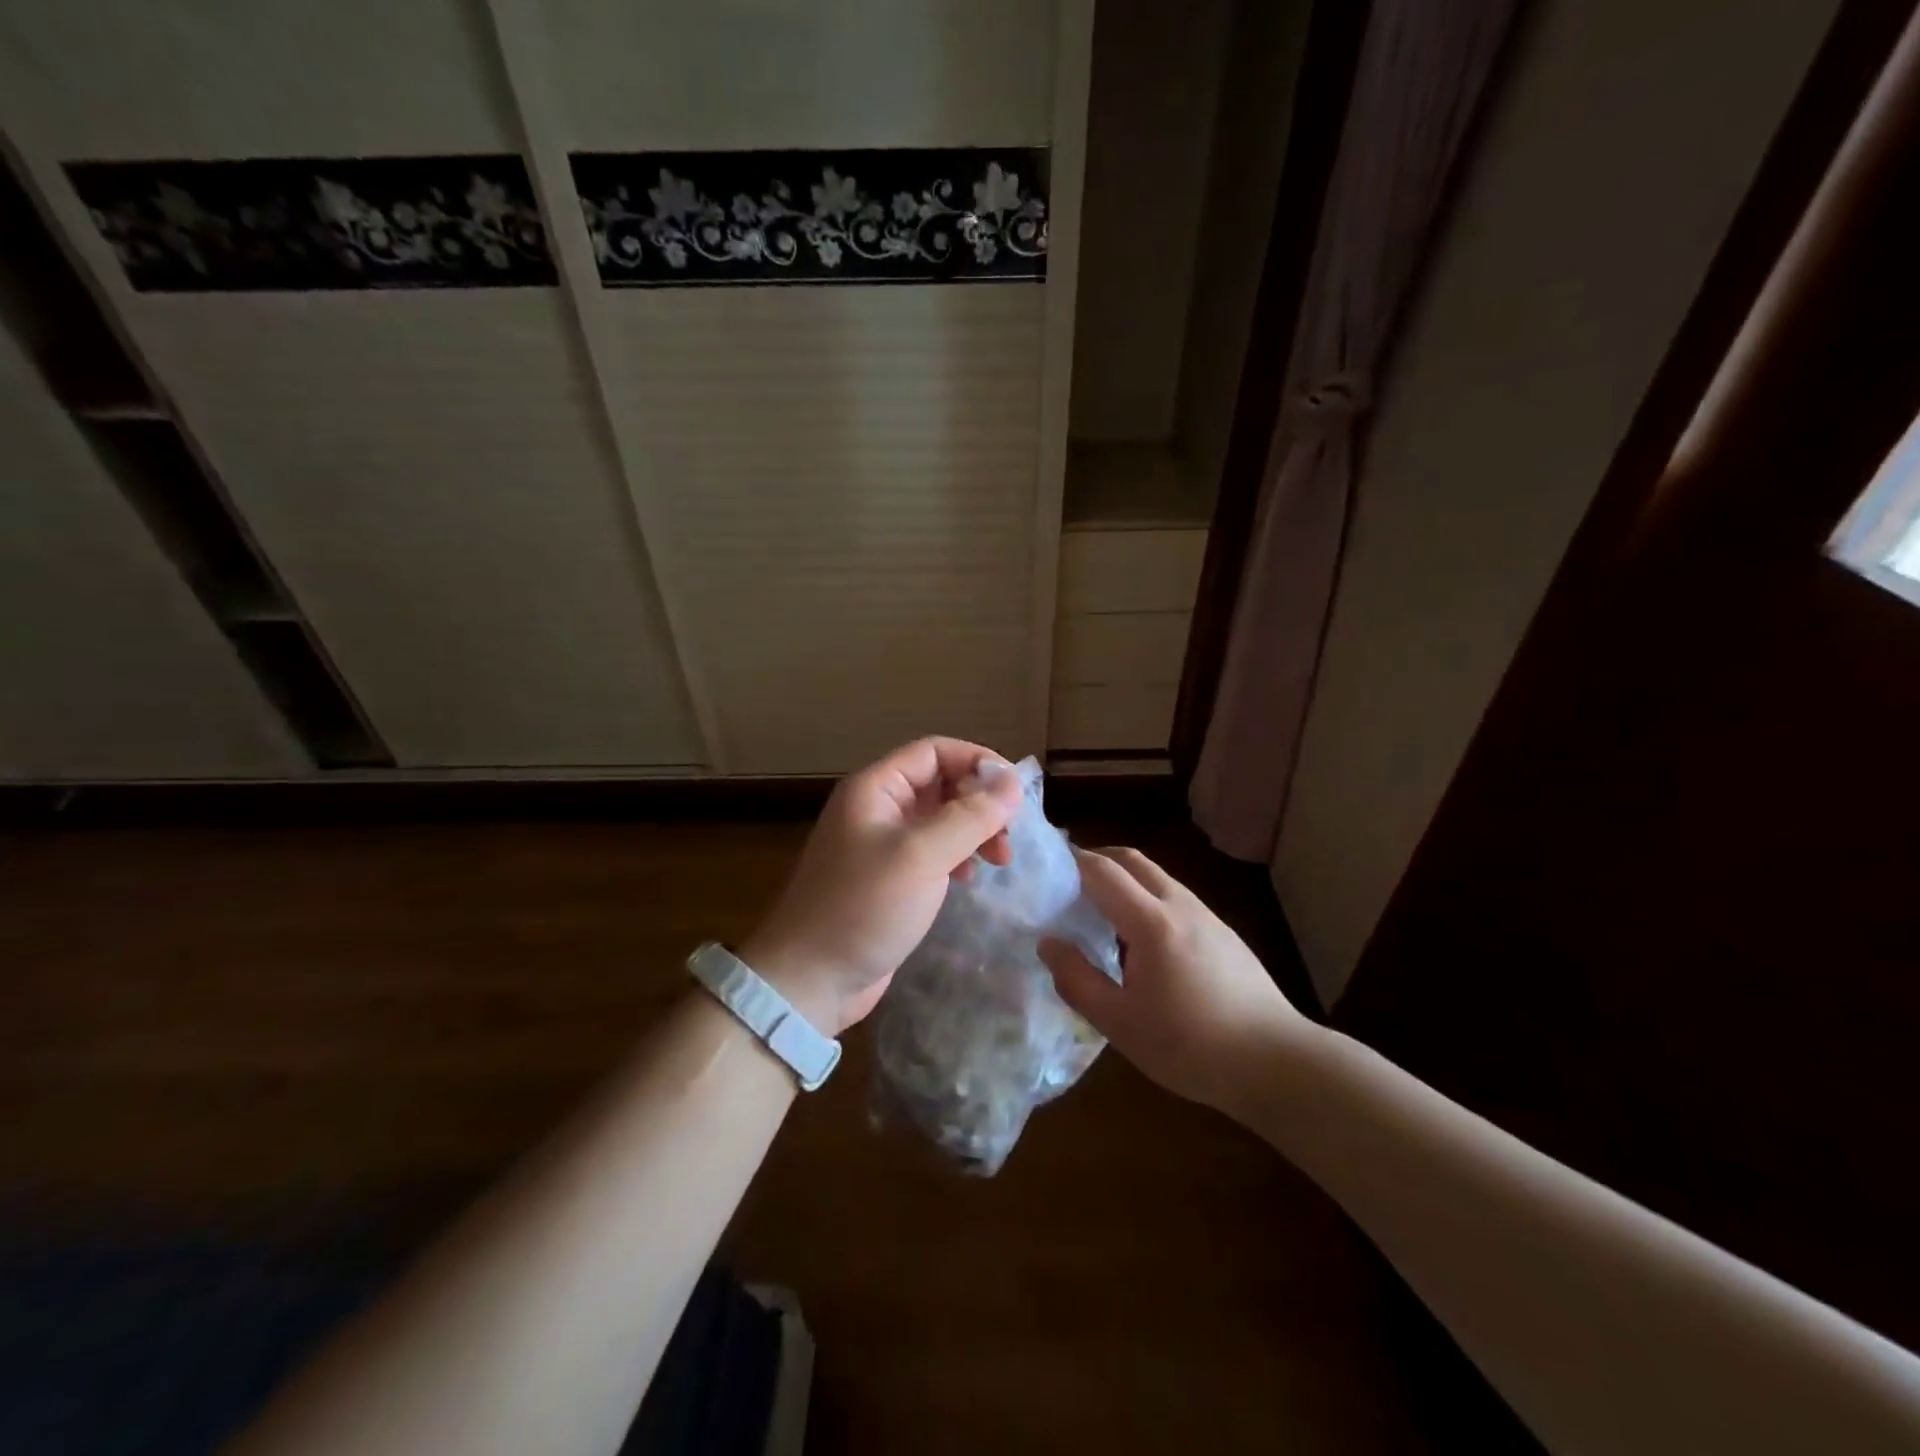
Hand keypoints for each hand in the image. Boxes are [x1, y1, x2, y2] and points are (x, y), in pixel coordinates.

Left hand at [740, 738, 1021, 1037]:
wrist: (810, 980)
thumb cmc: (863, 907)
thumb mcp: (921, 856)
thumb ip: (970, 815)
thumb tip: (1013, 781)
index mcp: (875, 789)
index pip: (934, 751)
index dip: (976, 761)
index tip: (1015, 790)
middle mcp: (878, 809)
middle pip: (940, 783)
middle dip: (980, 801)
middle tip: (1009, 834)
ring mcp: (883, 846)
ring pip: (941, 820)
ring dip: (974, 831)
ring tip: (1000, 859)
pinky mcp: (890, 879)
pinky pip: (933, 852)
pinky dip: (958, 857)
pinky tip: (970, 879)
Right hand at [1038, 847, 1308, 1110]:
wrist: (1276, 1062)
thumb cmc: (1191, 1046)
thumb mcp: (1120, 1024)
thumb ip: (1077, 980)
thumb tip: (1048, 943)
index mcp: (1151, 922)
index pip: (1102, 871)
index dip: (1070, 863)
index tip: (1044, 871)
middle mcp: (1180, 905)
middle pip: (1132, 859)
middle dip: (1096, 859)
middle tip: (1067, 882)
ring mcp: (1206, 915)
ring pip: (1156, 876)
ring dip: (1123, 879)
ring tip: (1099, 911)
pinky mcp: (1223, 932)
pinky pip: (1174, 897)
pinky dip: (1146, 897)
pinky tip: (1141, 940)